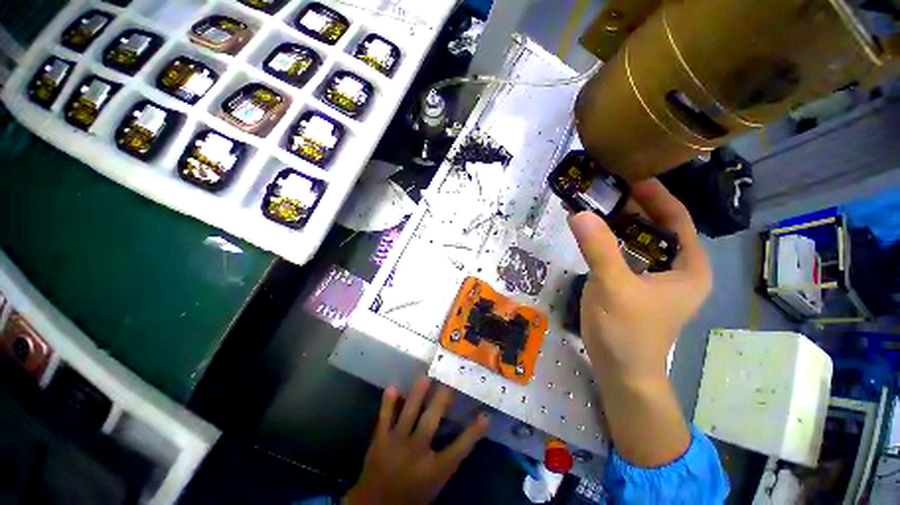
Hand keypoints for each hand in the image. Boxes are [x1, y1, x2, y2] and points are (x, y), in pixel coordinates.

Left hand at [345, 376, 489, 504]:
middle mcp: (416, 454)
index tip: (485, 414)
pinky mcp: (379, 442)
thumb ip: (447, 459)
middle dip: (441, 399)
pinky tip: (392, 386)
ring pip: (408, 415)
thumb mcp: (435, 483)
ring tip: (425, 376)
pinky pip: (384, 418)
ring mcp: (396, 445)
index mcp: (433, 470)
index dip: (473, 432)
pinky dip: (388, 403)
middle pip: (431, 422)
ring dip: (417, 394)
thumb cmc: (411, 496)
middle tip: (449, 379)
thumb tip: (463, 435)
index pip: (459, 449)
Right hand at [568, 178, 711, 382]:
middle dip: (633, 208)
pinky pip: (624, 254)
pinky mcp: (634, 285)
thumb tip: (579, 213)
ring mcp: (654, 278)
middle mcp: (677, 269)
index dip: (656, 196)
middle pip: (657, 228)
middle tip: (604, 191)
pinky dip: (609, 241)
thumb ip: (598, 249)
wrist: (620, 370)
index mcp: (690, 267)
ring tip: (594, 207)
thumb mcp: (614, 287)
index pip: (677, 219)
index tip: (631, 178)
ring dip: (618, 224)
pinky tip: (591, 234)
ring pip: (639, 241)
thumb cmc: (627, 332)